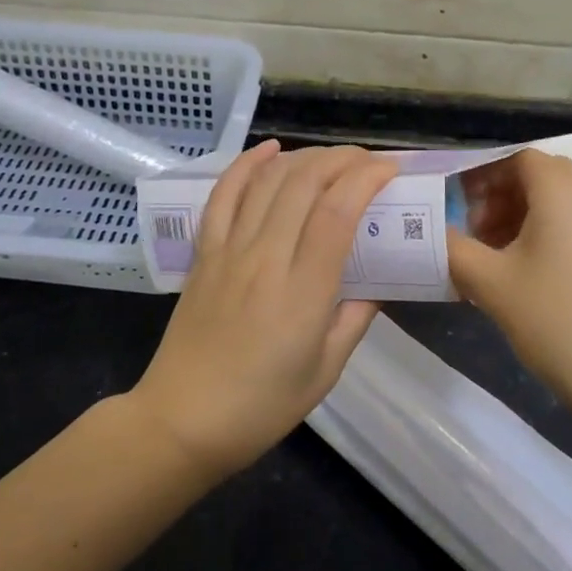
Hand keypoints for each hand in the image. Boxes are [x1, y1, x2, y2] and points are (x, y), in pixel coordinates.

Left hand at [130, 141, 398, 478]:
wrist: (182, 421)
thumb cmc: (261, 407)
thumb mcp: (325, 371)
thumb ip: (355, 319)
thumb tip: (377, 284)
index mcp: (303, 293)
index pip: (337, 213)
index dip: (365, 179)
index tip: (389, 170)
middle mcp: (265, 260)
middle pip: (304, 184)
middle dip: (341, 159)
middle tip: (367, 160)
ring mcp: (229, 252)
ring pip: (267, 182)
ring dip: (303, 157)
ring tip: (331, 158)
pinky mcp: (204, 253)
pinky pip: (223, 196)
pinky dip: (246, 165)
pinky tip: (268, 149)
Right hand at [448, 149, 571, 446]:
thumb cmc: (561, 321)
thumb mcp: (492, 285)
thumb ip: (451, 249)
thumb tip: (426, 232)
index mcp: (562, 188)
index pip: (515, 157)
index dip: (479, 175)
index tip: (452, 205)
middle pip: (539, 179)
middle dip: (497, 200)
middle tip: (469, 236)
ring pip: (560, 207)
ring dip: (522, 223)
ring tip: (494, 264)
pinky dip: (549, 241)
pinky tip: (531, 284)